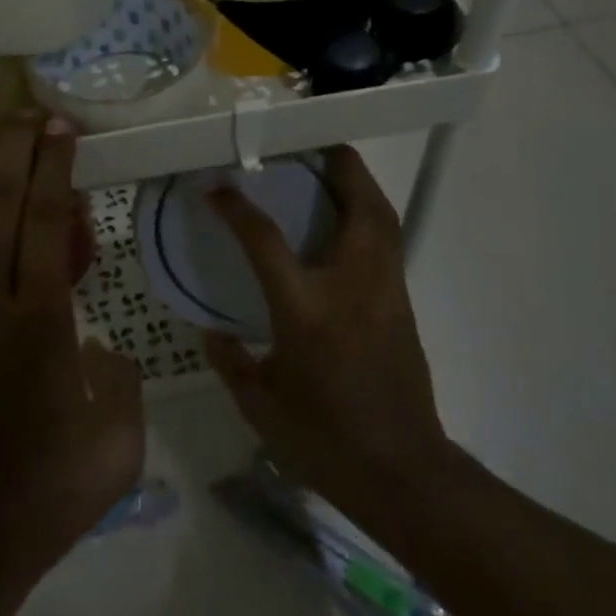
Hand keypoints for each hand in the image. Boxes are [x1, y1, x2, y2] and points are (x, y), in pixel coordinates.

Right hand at [203, 145, 451, 531]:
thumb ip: (231, 362)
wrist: (402, 472)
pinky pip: (388, 242)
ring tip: (333, 170)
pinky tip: (347, 224)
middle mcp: (352, 286)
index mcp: (307, 309)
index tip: (216, 187)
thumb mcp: (261, 407)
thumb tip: (212, 331)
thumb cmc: (324, 440)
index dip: (237, 207)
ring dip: (359, 184)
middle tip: (313, 142)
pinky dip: (369, 216)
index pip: (265, 240)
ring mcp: (386, 292)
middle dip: (338, 164)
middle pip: (357, 204)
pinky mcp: (403, 304)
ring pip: (383, 218)